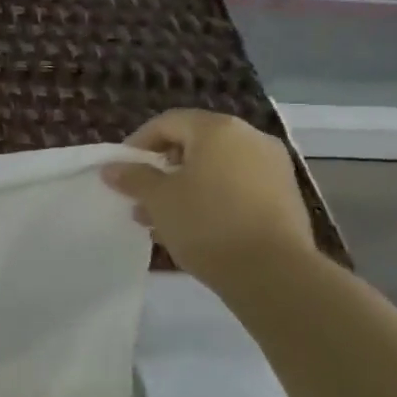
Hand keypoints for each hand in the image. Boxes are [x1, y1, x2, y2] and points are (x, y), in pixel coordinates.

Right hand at [102, 110, 315, 289]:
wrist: (274, 273)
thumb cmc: (207, 224)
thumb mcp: (158, 200)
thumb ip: (133, 178)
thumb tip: (112, 168)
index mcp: (218, 129)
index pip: (168, 122)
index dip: (138, 143)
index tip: (122, 170)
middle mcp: (250, 138)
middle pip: (194, 144)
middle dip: (162, 169)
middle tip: (141, 195)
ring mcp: (272, 167)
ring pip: (215, 169)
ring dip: (184, 187)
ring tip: (160, 219)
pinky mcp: (285, 197)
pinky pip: (236, 187)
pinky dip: (211, 199)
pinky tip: (192, 229)